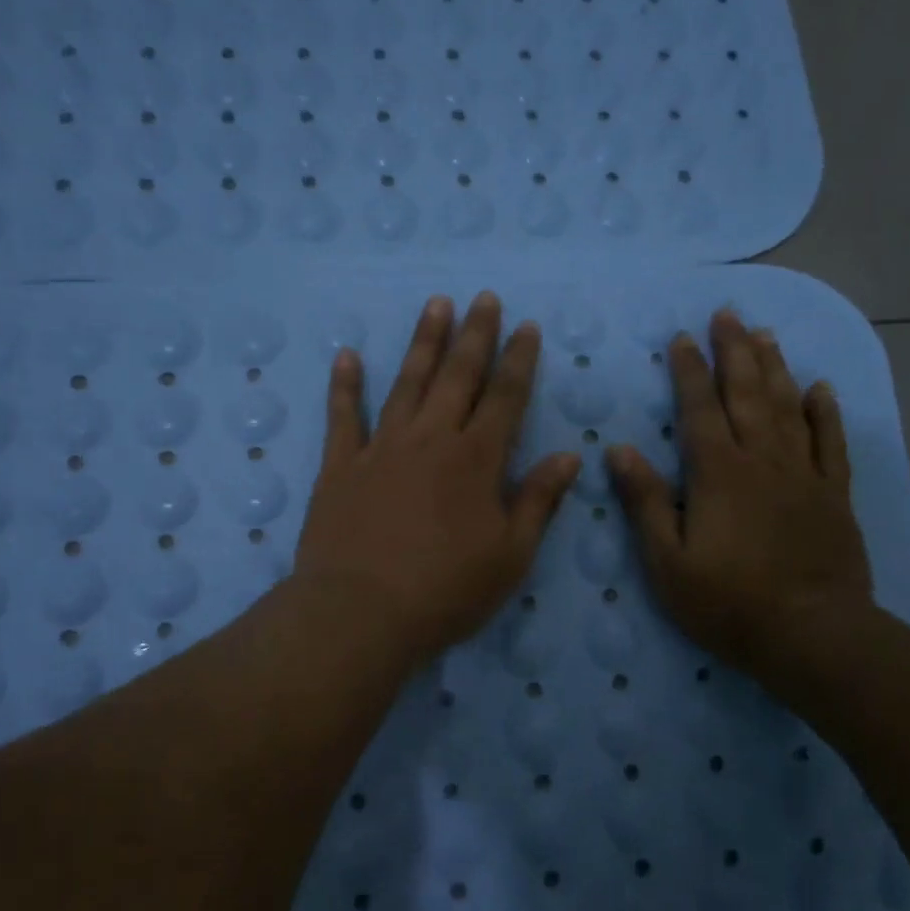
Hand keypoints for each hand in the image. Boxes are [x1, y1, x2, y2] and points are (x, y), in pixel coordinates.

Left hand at [295, 293, 581, 672]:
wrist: (361, 612)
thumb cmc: (446, 591)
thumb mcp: (510, 556)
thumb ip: (538, 501)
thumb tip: (569, 456)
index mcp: (477, 460)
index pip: (505, 397)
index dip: (518, 360)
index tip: (526, 326)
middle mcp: (431, 440)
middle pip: (457, 376)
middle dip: (475, 335)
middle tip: (483, 297)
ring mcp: (381, 448)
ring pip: (407, 383)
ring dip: (423, 343)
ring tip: (435, 305)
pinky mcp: (340, 466)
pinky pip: (343, 417)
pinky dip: (345, 385)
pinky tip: (347, 355)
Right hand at [608, 309, 873, 679]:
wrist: (811, 635)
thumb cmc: (727, 602)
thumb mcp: (667, 561)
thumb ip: (644, 502)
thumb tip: (618, 449)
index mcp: (717, 473)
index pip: (699, 409)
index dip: (689, 371)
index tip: (682, 338)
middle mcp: (761, 460)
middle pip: (746, 394)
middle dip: (734, 351)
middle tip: (727, 314)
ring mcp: (802, 475)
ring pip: (787, 407)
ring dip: (774, 368)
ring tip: (764, 334)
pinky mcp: (833, 495)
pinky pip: (829, 443)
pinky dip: (824, 412)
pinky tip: (819, 388)